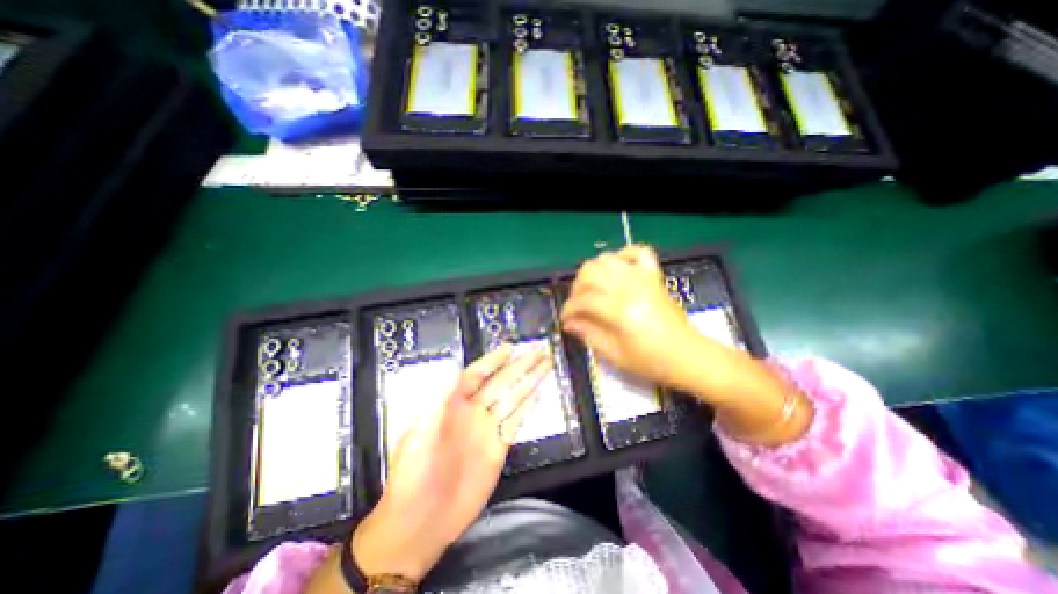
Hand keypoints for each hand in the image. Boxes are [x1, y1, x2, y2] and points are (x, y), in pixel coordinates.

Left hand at [355, 346, 554, 580]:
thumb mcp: (417, 435)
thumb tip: (451, 367)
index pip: (477, 374)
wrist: (421, 523)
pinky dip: (528, 408)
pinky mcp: (498, 448)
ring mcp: (487, 429)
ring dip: (529, 382)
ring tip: (545, 365)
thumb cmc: (413, 475)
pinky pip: (516, 422)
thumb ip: (436, 400)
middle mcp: (473, 412)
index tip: (510, 348)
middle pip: (501, 383)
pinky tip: (538, 394)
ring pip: (513, 399)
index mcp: (453, 405)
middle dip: (520, 366)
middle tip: (539, 351)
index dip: (493, 360)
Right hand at [561, 244, 701, 389]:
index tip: (565, 320)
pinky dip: (623, 255)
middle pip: (590, 272)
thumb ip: (588, 334)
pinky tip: (617, 269)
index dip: (568, 309)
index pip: (583, 299)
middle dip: (577, 288)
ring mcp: (643, 278)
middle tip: (578, 305)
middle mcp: (629, 287)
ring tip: (593, 289)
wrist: (687, 356)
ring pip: (607, 259)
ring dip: (593, 272)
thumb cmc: (651, 361)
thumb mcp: (614, 355)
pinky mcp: (653, 276)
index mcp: (620, 310)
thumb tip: (569, 323)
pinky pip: (638, 252)